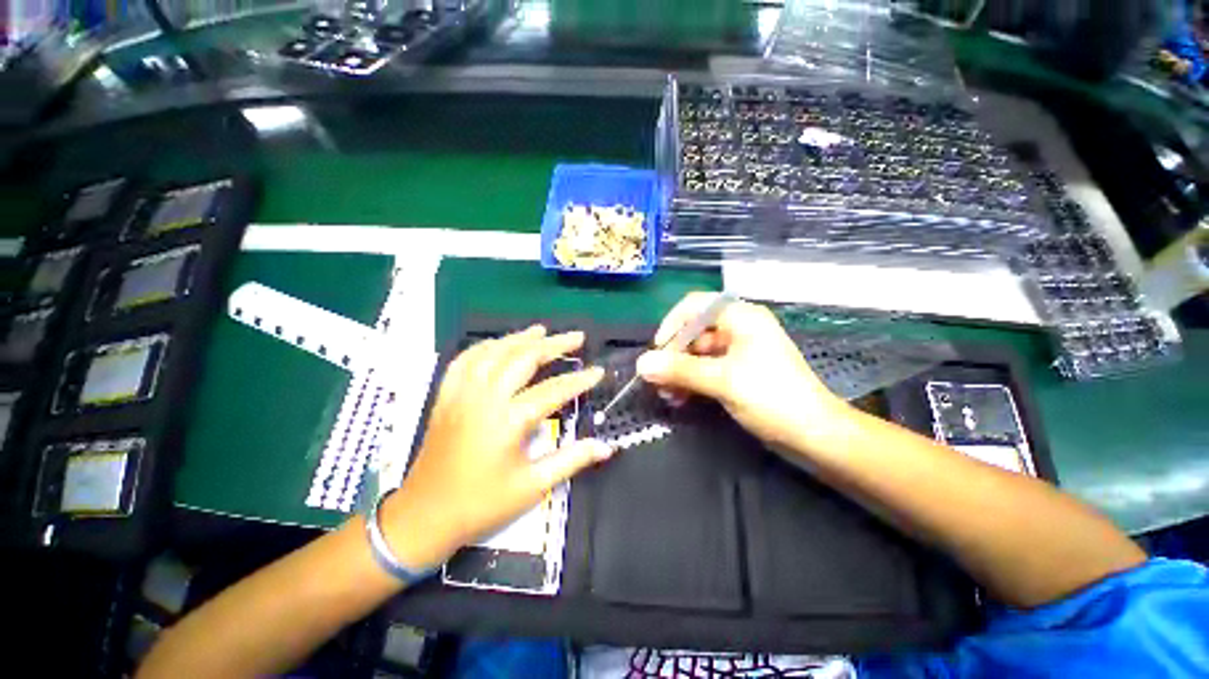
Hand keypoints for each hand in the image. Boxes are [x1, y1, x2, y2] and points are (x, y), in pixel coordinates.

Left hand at [382, 326, 611, 570]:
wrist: (425, 516)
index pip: (554, 390)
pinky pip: (465, 360)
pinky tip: (498, 344)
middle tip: (577, 337)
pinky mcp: (447, 396)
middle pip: (524, 358)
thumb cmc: (482, 504)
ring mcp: (463, 393)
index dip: (580, 380)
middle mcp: (486, 397)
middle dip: (554, 345)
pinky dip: (485, 347)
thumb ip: (572, 460)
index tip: (599, 371)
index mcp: (509, 420)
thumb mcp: (533, 486)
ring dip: (521, 338)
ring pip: (495, 352)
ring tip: (542, 330)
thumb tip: (606, 447)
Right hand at [636, 293, 848, 449]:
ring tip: (667, 395)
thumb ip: (680, 370)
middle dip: (673, 356)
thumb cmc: (772, 398)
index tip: (657, 351)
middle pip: (693, 332)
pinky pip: (706, 368)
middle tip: (657, 381)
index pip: (694, 306)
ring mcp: (738, 351)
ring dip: (679, 372)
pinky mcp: (738, 371)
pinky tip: (680, 398)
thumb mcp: (722, 381)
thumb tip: (641, 364)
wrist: (814, 435)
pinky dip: (691, 381)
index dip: (671, 324)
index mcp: (740, 317)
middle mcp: (738, 328)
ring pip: (697, 353)